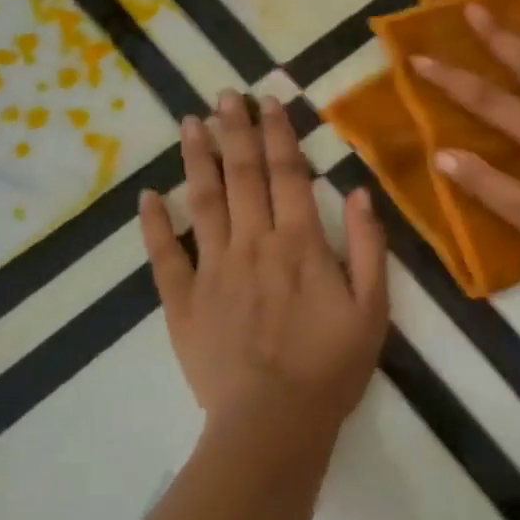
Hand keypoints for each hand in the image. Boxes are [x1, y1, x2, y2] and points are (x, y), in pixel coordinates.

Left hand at [139, 91, 388, 459]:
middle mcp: (253, 243)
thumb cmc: (331, 366)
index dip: (279, 133)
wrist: (273, 424)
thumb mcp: (372, 308)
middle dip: (235, 130)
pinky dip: (154, 224)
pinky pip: (165, 256)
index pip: (288, 174)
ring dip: (197, 159)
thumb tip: (359, 191)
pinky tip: (147, 195)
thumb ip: (368, 246)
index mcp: (301, 243)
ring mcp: (213, 270)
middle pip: (242, 175)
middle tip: (225, 94)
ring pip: (202, 202)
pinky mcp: (182, 301)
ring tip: (190, 122)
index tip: (270, 101)